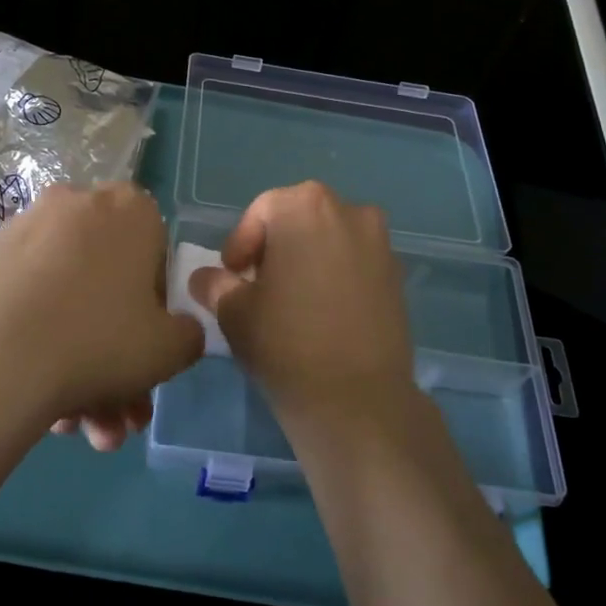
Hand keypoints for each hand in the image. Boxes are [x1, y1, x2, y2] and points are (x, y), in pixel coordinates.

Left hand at [0, 182, 203, 449]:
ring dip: (82, 368)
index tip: (147, 348)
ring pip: (68, 303)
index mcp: (130, 209)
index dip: (157, 309)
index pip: (158, 257)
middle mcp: (76, 205)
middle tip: (118, 414)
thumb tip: (176, 331)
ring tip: (79, 429)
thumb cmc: (99, 341)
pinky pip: (30, 305)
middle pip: (108, 287)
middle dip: (118, 358)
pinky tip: (43, 406)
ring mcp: (24, 232)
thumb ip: (188, 334)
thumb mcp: (171, 348)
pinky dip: (41, 348)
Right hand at [188, 181, 417, 438]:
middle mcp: (349, 211)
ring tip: (293, 301)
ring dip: (308, 260)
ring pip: (330, 240)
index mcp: (305, 206)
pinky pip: (355, 264)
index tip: (232, 278)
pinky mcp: (398, 276)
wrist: (357, 400)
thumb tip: (206, 278)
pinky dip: (336, 277)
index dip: (240, 245)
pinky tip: (324, 314)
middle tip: (258, 287)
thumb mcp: (232, 311)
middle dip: (275, 248)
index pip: (261, 212)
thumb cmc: (285, 343)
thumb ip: (215, 284)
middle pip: (299, 220)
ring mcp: (380, 243)